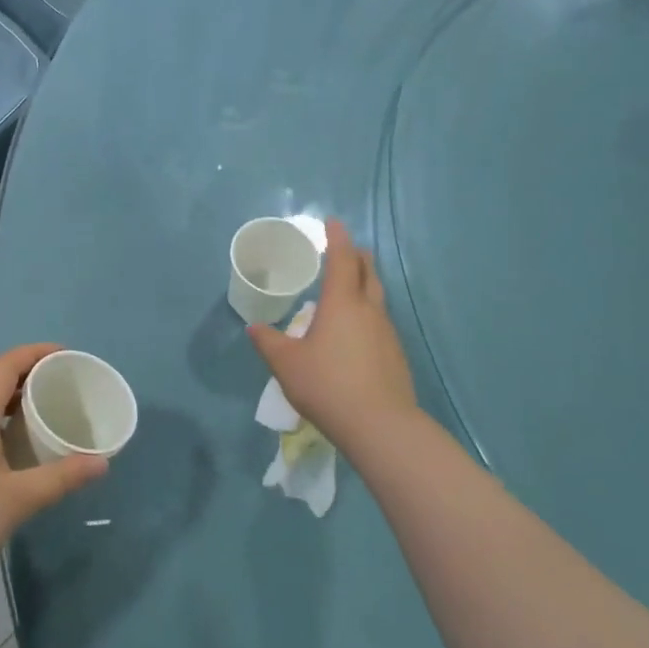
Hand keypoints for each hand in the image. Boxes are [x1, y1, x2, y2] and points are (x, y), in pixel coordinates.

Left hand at [0, 344, 109, 604]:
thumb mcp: (16, 501)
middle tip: (60, 380)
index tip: (67, 355)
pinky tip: (10, 444)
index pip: (6, 364)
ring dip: (9, 393)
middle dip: (26, 369)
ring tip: (41, 407)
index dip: (36, 352)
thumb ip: (60, 478)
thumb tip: (102, 461)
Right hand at [247, 220, 418, 452]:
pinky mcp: (395, 354)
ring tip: (348, 287)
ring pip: (377, 296)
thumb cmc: (327, 385)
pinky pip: (380, 321)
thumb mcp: (287, 364)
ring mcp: (387, 332)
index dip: (337, 238)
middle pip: (367, 272)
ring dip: (364, 283)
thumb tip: (254, 328)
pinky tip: (356, 331)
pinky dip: (367, 312)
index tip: (333, 222)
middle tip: (344, 250)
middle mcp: (368, 310)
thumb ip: (269, 343)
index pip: (342, 259)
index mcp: (341, 303)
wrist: (380, 425)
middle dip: (356, 256)